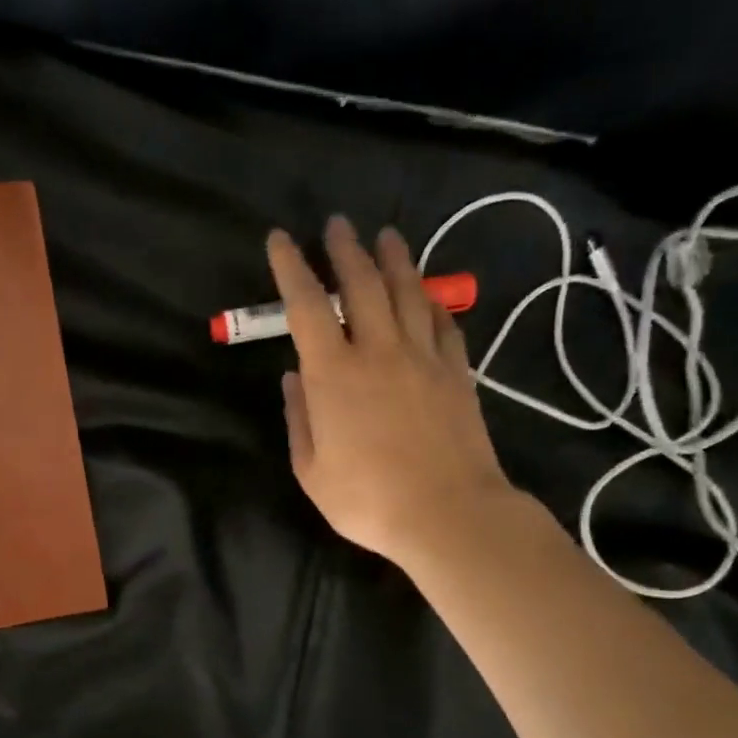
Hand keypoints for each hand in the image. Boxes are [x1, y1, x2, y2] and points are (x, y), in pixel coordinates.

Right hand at [270, 215, 514, 572]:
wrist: (448, 513)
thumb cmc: (367, 500)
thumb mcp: (311, 470)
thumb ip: (300, 419)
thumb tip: (294, 378)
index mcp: (333, 374)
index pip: (306, 306)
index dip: (290, 267)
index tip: (280, 239)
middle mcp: (378, 351)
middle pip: (361, 285)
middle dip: (345, 250)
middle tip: (338, 224)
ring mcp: (423, 358)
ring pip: (408, 293)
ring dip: (394, 260)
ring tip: (387, 236)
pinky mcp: (456, 373)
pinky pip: (444, 324)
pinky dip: (433, 303)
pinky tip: (429, 294)